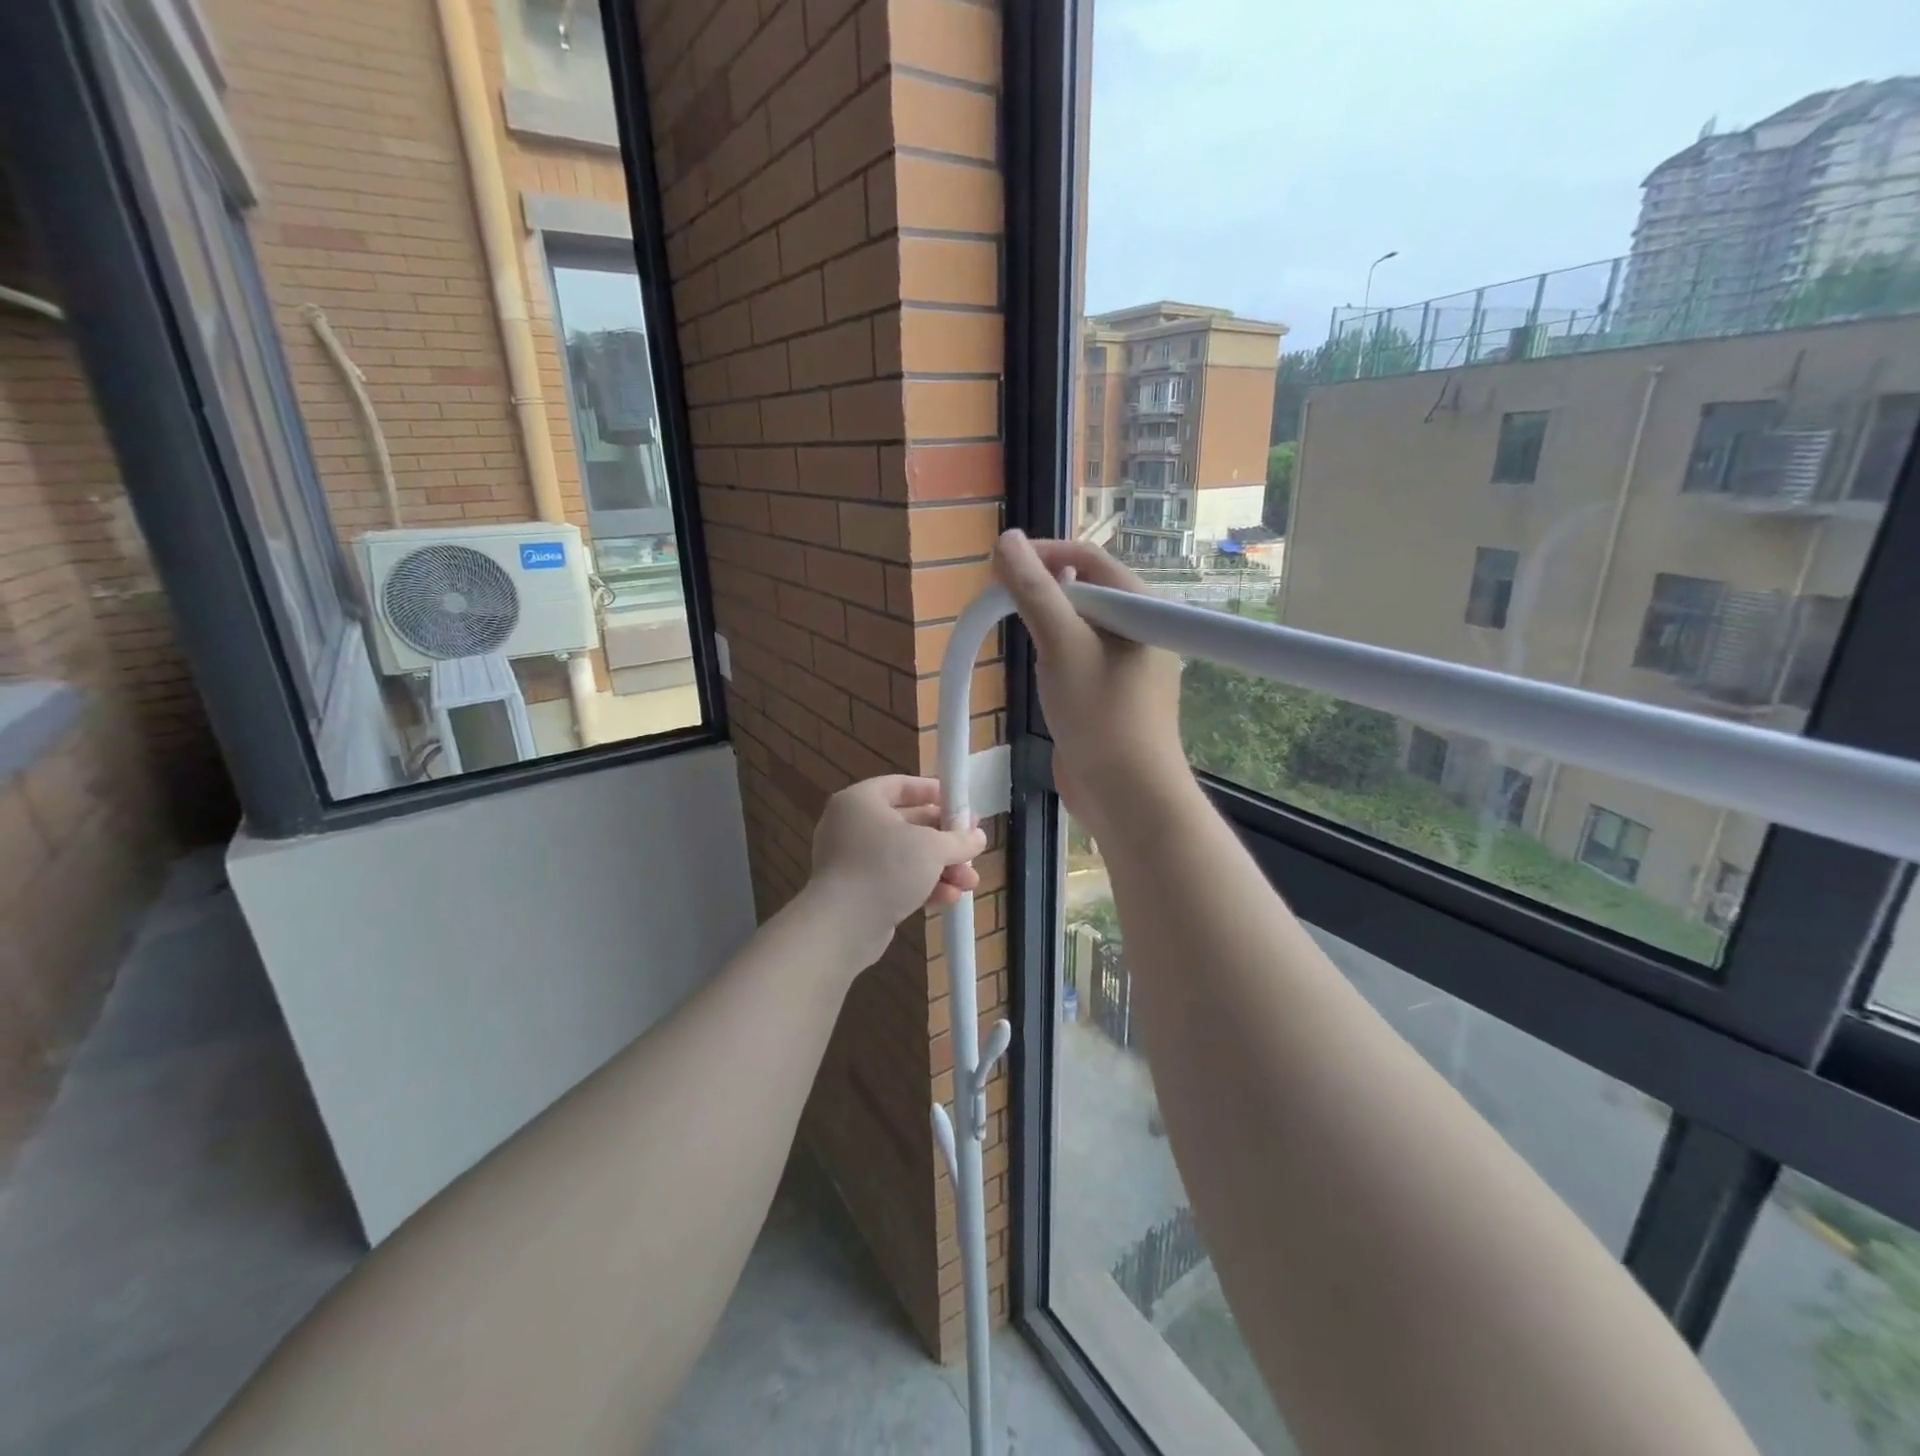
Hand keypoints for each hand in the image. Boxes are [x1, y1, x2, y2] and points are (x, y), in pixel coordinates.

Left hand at [807, 776, 987, 965]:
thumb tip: (978, 837)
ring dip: (940, 868)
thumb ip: (958, 839)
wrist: (843, 925)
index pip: (899, 785)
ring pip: (905, 857)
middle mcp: (852, 826)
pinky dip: (922, 886)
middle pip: (907, 824)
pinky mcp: (858, 892)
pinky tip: (950, 898)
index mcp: (861, 801)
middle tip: (972, 846)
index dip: (931, 792)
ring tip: (970, 881)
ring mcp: (853, 861)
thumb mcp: (932, 847)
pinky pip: (895, 880)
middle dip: (945, 839)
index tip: (958, 802)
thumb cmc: (886, 868)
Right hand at [993, 530, 1187, 839]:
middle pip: (1083, 588)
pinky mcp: (1109, 693)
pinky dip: (1052, 653)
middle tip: (1000, 602)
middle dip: (1040, 589)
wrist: (1125, 796)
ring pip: (1077, 625)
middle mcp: (1138, 628)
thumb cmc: (1101, 716)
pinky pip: (1077, 657)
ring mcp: (1125, 663)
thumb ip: (1034, 592)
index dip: (1042, 553)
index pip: (1088, 557)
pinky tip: (1037, 668)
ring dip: (1044, 622)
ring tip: (1015, 631)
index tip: (998, 565)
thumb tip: (1005, 540)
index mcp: (1141, 608)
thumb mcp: (1063, 646)